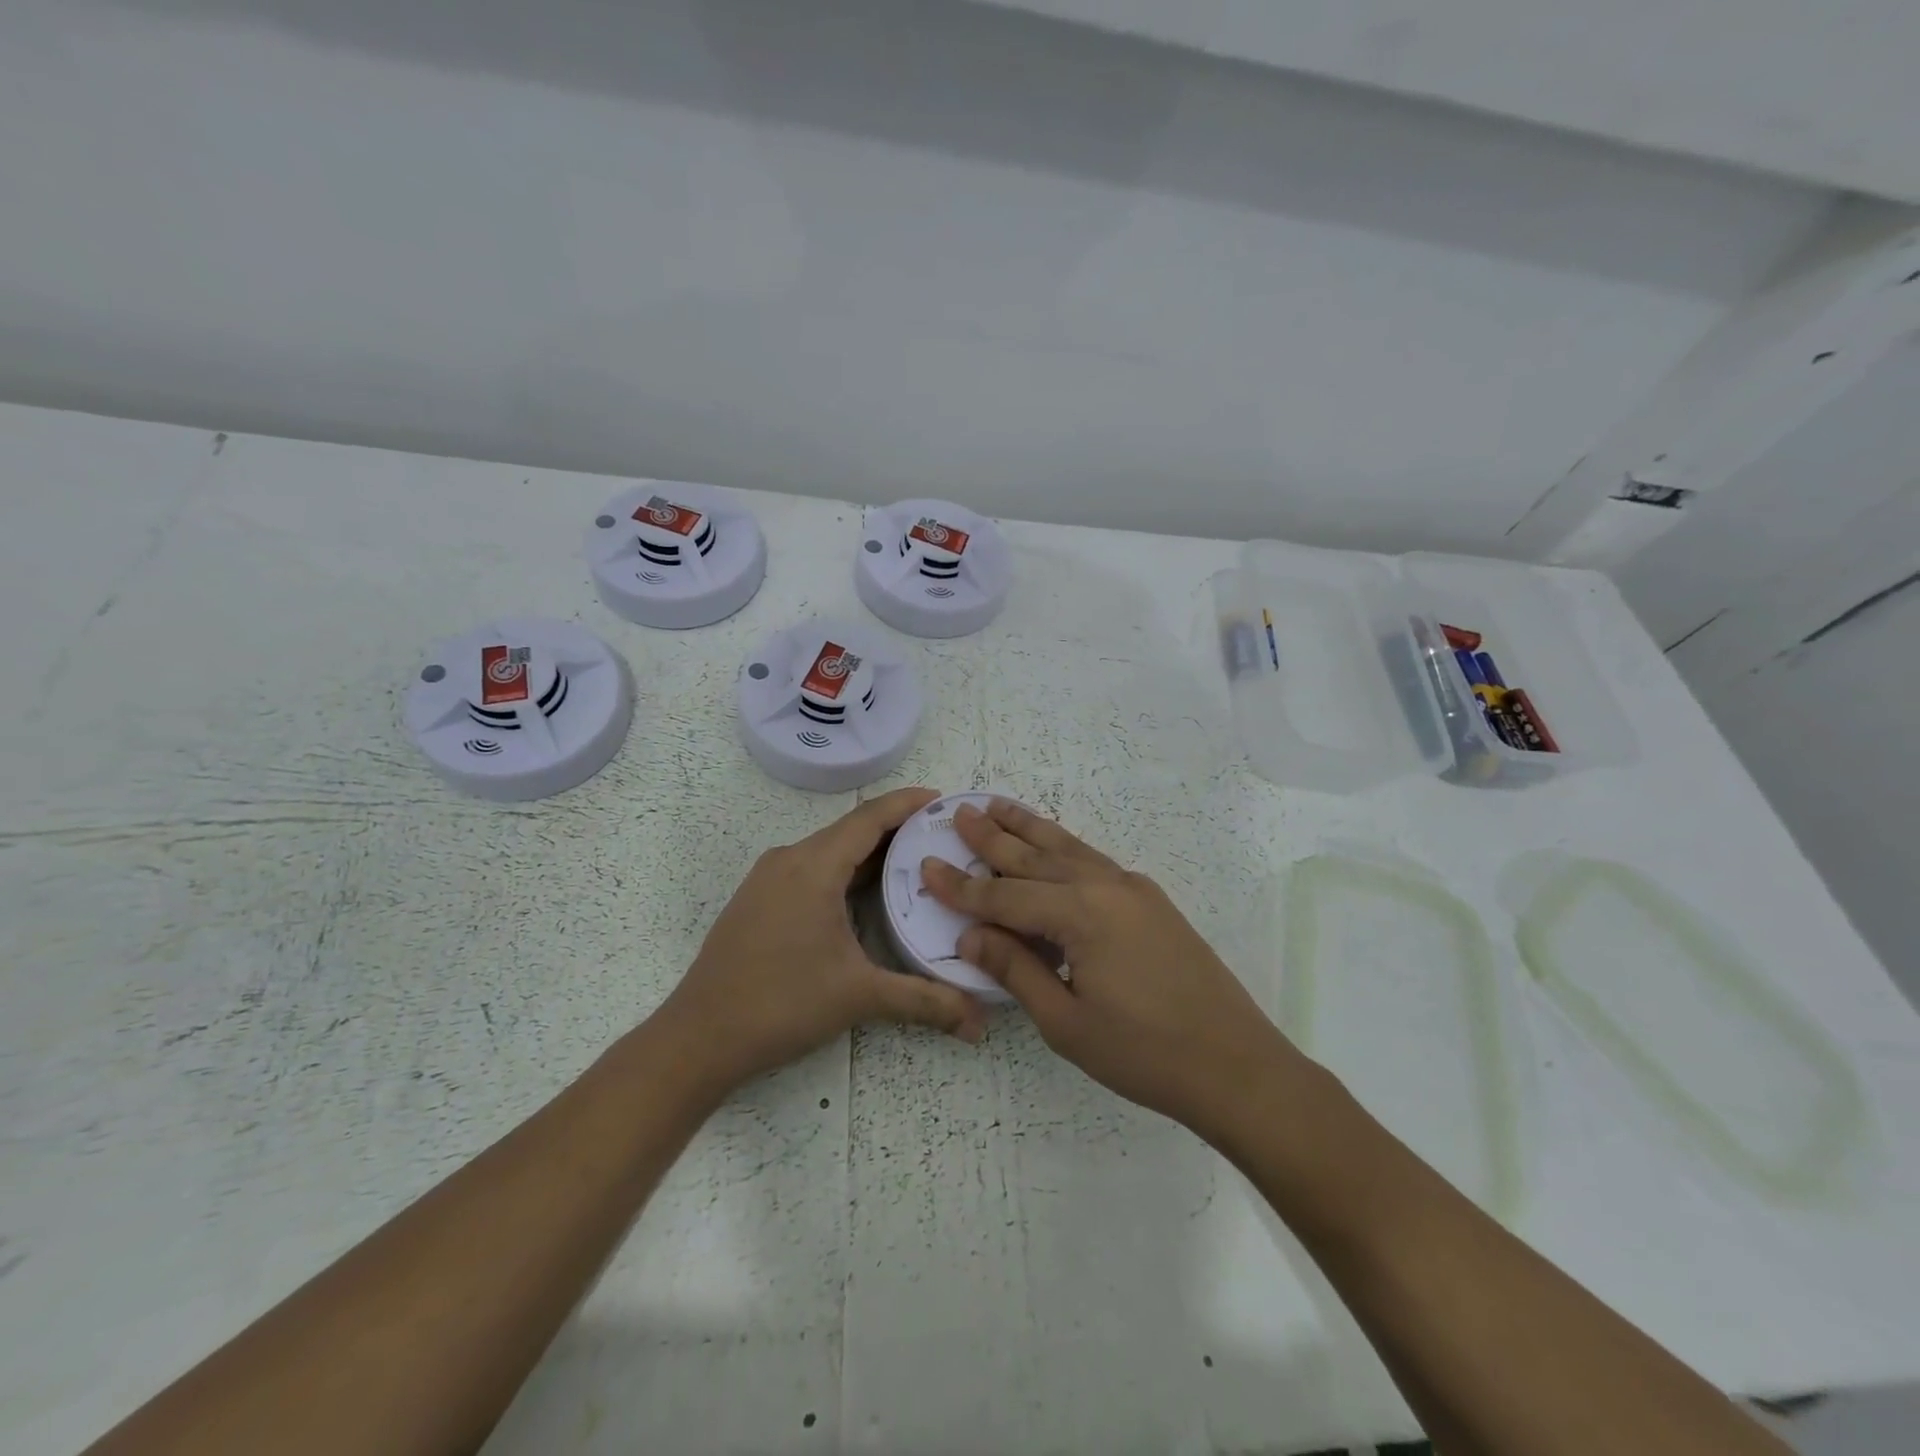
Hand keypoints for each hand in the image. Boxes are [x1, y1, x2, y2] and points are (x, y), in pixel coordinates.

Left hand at [658, 787, 986, 1093]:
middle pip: (850, 831)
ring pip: (828, 850)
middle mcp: (789, 860)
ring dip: (868, 852)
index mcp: (814, 867)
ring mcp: (767, 878)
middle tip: (939, 838)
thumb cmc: (781, 1003)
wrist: (698, 1038)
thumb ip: (924, 1001)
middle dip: (895, 829)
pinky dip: (843, 870)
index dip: (907, 804)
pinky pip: (810, 868)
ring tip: (912, 863)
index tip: (942, 799)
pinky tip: (863, 894)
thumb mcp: (859, 996)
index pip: (869, 818)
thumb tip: (981, 1023)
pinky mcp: (757, 899)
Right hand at [920, 800, 1296, 1140]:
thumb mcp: (1066, 1022)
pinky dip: (1063, 847)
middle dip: (994, 837)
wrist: (1235, 1063)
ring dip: (1030, 828)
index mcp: (1080, 914)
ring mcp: (1133, 889)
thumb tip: (972, 934)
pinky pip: (1093, 861)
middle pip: (1035, 856)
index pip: (1005, 896)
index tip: (927, 866)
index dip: (962, 887)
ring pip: (1068, 848)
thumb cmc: (1144, 1053)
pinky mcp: (1151, 900)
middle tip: (961, 813)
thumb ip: (1016, 970)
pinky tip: (1053, 846)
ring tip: (999, 806)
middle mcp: (1105, 886)